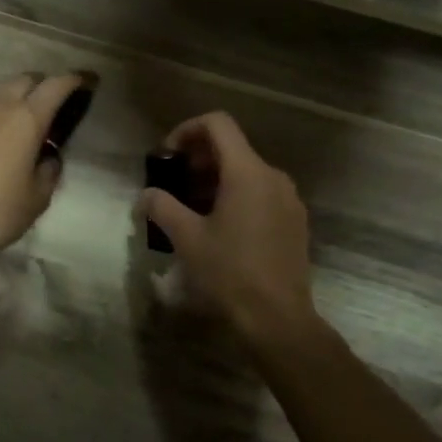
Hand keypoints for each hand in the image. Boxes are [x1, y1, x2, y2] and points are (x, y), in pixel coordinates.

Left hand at [0, 72, 89, 258]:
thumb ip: (50, 169)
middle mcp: (1, 106)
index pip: (57, 84)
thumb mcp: (38, 196)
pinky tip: (5, 131)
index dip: (75, 80)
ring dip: (22, 94)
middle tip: (58, 105)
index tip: (88, 82)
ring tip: (32, 118)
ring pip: (4, 88)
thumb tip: (49, 156)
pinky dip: (2, 108)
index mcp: (27, 118)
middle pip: (28, 79)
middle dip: (46, 85)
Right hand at [141, 111, 315, 340]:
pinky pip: (262, 193)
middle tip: (174, 185)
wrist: (278, 318)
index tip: (168, 155)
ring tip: (192, 208)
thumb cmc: (230, 272)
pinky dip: (237, 196)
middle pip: (232, 147)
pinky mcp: (294, 221)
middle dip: (198, 159)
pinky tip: (220, 227)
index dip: (187, 129)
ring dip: (216, 180)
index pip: (218, 124)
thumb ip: (162, 207)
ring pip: (247, 172)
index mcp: (247, 172)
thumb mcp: (187, 238)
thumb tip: (147, 195)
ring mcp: (289, 199)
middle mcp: (273, 176)